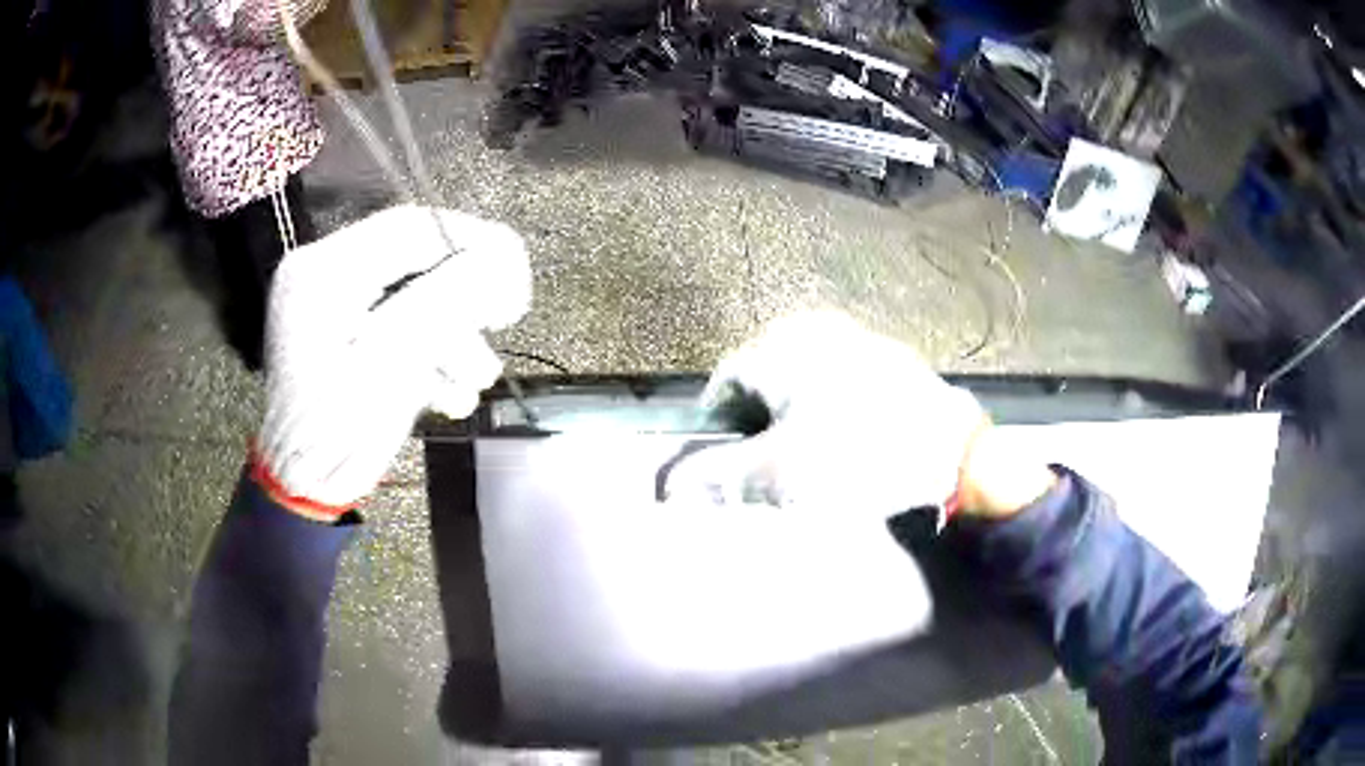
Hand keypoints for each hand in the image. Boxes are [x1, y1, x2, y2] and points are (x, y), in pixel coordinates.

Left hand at [256, 205, 529, 517]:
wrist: (302, 487)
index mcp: (322, 272)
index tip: (514, 285)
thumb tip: (499, 260)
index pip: (410, 228)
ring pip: (416, 289)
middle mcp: (325, 271)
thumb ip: (440, 304)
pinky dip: (434, 346)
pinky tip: (448, 388)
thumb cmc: (334, 437)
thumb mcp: (390, 368)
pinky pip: (404, 316)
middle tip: (504, 321)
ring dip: (455, 330)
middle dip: (466, 293)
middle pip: (416, 256)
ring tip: (474, 379)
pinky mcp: (346, 324)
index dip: (474, 245)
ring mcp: (335, 297)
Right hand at [664, 312, 988, 518]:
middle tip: (766, 465)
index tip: (722, 463)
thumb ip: (716, 477)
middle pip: (765, 378)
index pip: (725, 382)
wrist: (956, 458)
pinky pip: (842, 381)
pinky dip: (831, 408)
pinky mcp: (890, 358)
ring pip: (804, 378)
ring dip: (795, 415)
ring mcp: (858, 338)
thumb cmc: (856, 462)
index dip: (716, 426)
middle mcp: (815, 328)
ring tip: (806, 457)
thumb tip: (666, 486)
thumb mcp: (776, 478)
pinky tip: (847, 439)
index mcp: (781, 345)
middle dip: (758, 421)